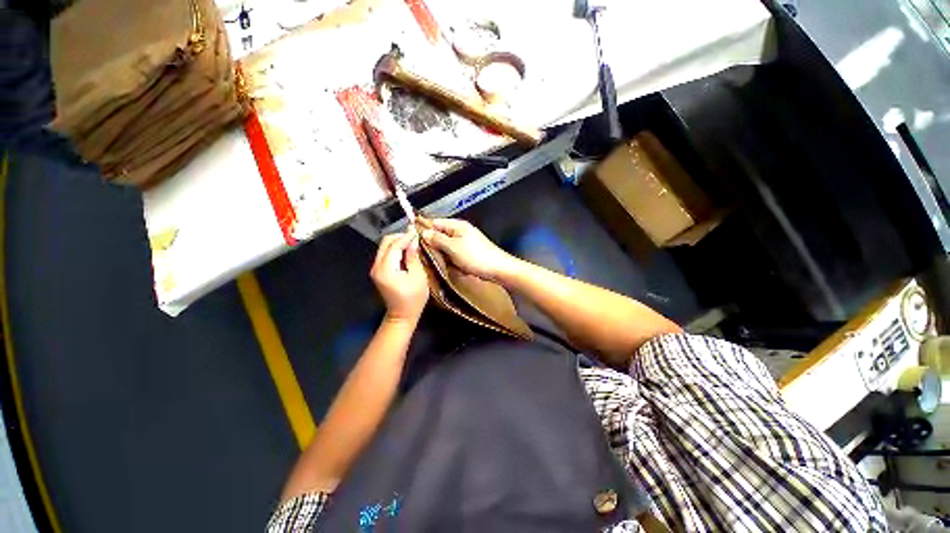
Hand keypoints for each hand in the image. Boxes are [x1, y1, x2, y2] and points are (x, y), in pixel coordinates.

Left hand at [371, 231, 428, 322]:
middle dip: (400, 237)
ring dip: (398, 242)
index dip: (406, 236)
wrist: (402, 315)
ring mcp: (376, 269)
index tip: (417, 231)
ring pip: (385, 246)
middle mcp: (377, 267)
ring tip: (412, 243)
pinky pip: (386, 254)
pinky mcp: (379, 271)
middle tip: (415, 237)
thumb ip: (413, 257)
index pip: (394, 245)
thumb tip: (413, 241)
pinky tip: (406, 251)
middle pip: (386, 242)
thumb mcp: (418, 277)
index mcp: (386, 269)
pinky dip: (395, 249)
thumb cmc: (413, 299)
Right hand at [420, 219, 517, 281]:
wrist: (498, 269)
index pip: (435, 222)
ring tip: (440, 262)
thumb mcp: (453, 247)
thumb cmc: (476, 256)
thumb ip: (437, 239)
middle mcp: (460, 231)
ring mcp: (465, 243)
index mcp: (457, 226)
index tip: (413, 239)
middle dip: (433, 245)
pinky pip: (454, 255)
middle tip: (426, 255)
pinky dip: (452, 260)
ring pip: (446, 247)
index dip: (424, 229)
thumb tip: (424, 232)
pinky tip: (452, 267)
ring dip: (443, 255)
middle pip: (440, 235)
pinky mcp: (468, 253)